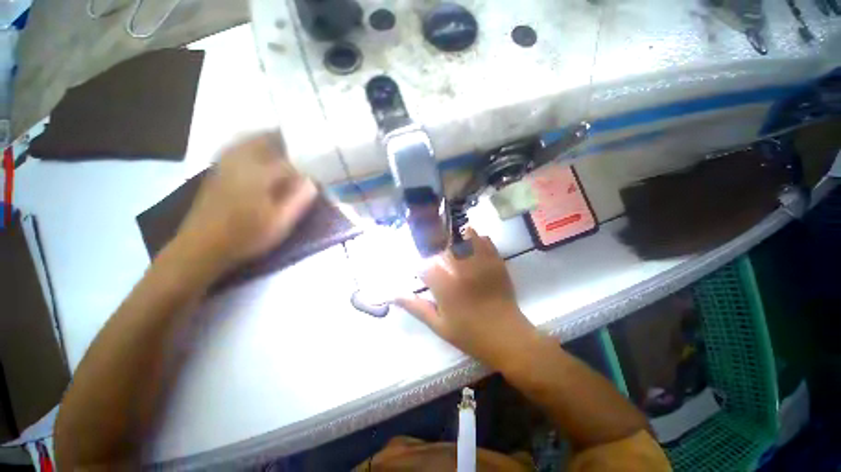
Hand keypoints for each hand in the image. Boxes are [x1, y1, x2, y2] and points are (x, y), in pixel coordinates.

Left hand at [175, 132, 317, 272]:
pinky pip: (236, 148)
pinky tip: (258, 154)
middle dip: (285, 139)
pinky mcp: (216, 171)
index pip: (289, 160)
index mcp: (258, 174)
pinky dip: (251, 145)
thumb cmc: (245, 236)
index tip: (317, 168)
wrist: (202, 246)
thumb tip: (313, 181)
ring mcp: (225, 164)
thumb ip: (298, 200)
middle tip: (302, 145)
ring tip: (284, 145)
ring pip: (248, 141)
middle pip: (265, 139)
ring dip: (268, 139)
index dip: (306, 162)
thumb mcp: (280, 223)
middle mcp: (240, 162)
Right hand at [396, 229, 538, 369]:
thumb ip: (416, 307)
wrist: (507, 337)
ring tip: (454, 248)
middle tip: (439, 260)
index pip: (424, 265)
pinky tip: (473, 247)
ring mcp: (480, 262)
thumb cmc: (470, 334)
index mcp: (445, 285)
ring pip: (464, 236)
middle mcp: (461, 268)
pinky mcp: (496, 261)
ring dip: (456, 239)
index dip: (421, 268)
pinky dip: (476, 240)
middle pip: (443, 245)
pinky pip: (485, 240)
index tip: (423, 275)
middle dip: (437, 249)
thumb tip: (394, 295)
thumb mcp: (439, 325)